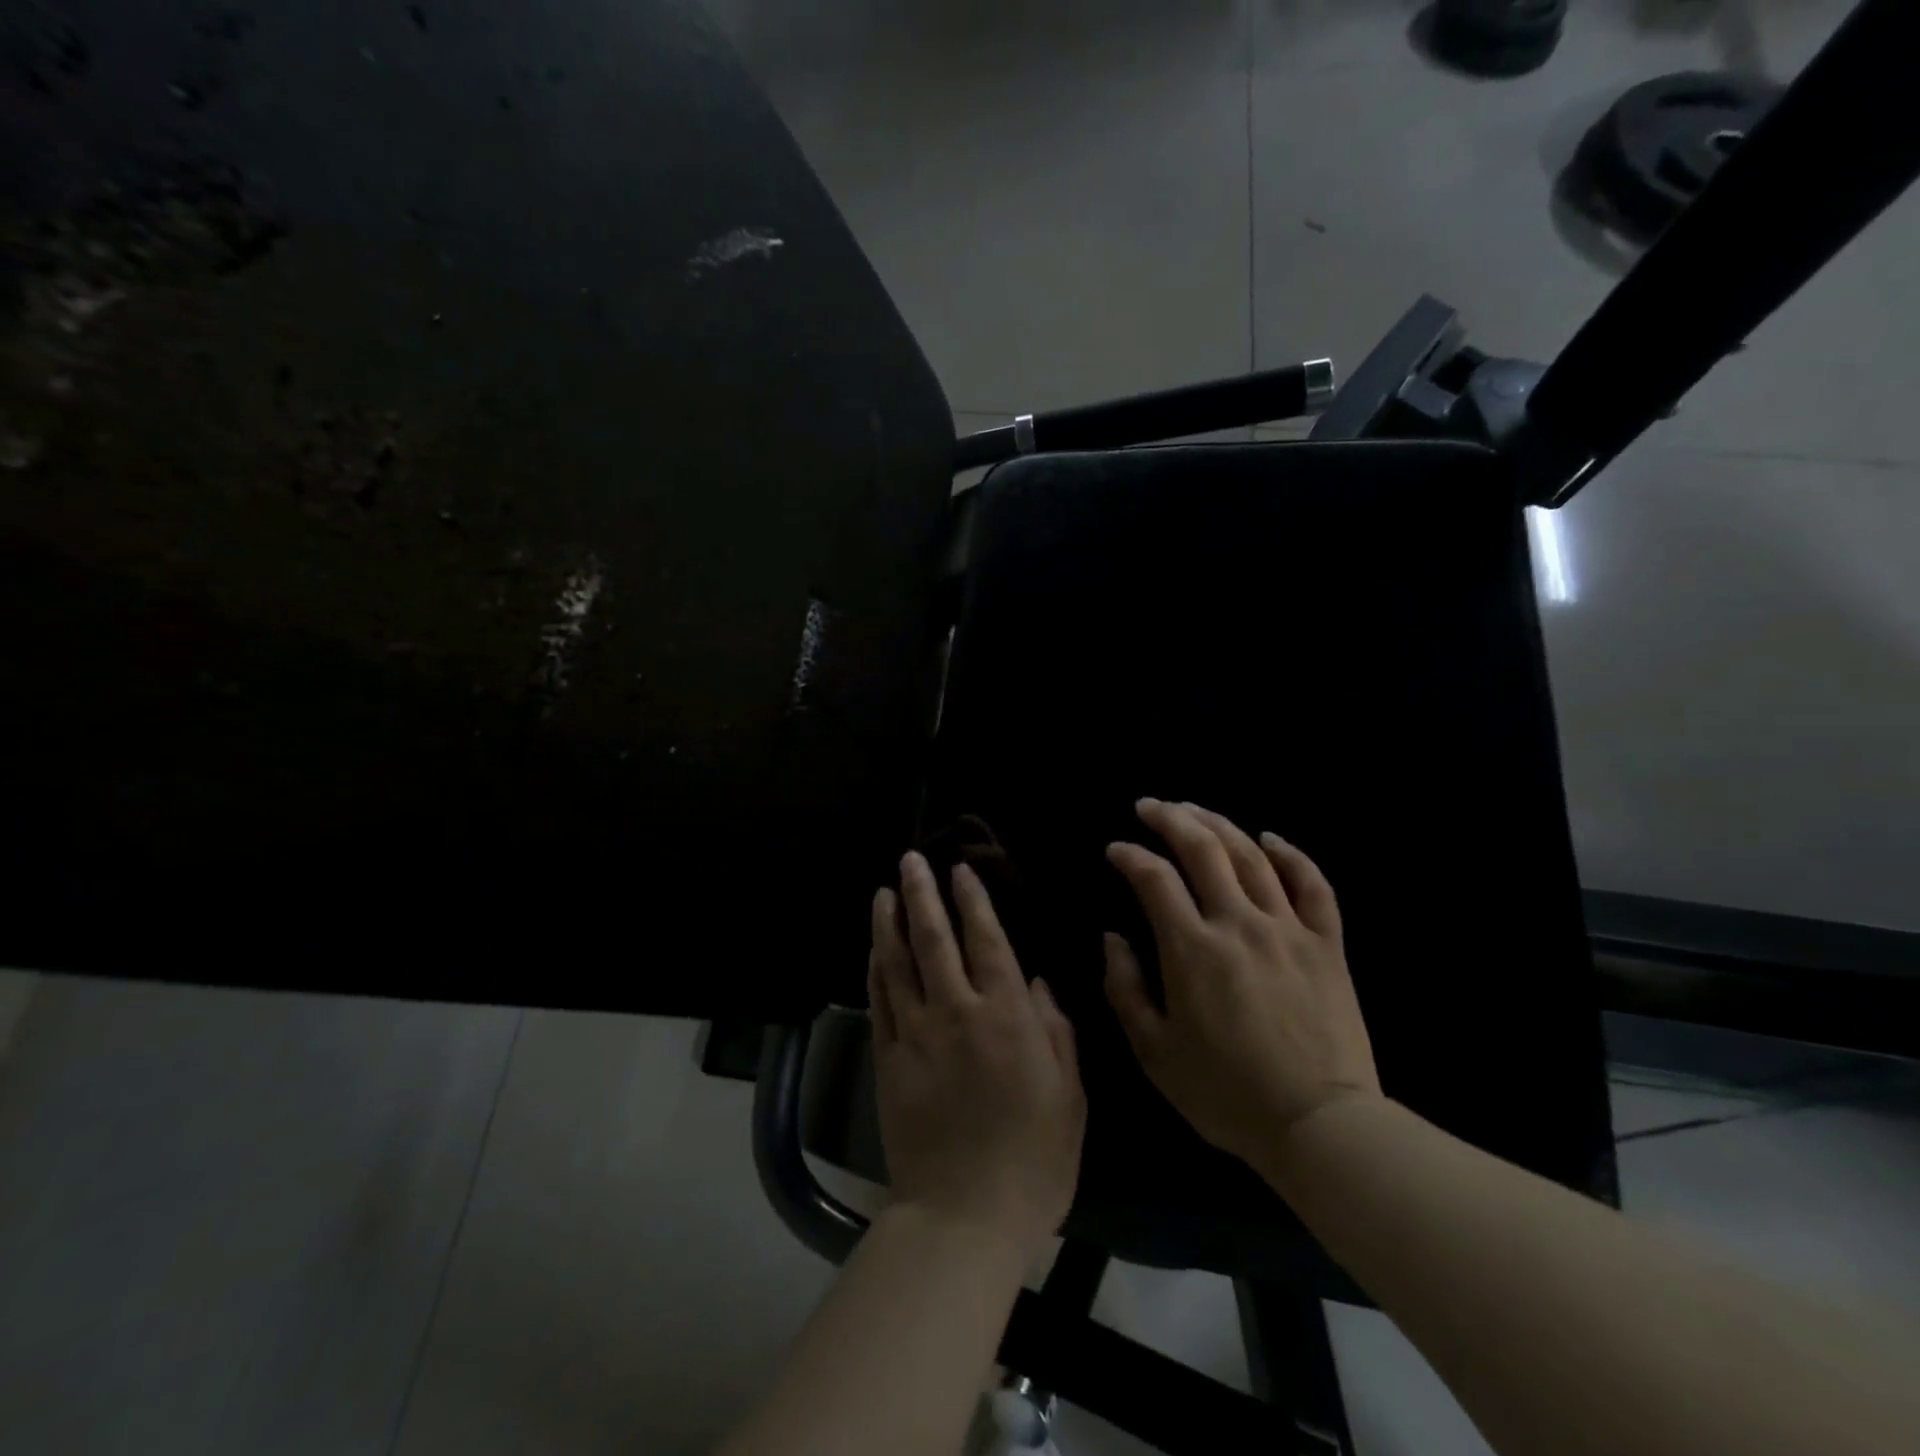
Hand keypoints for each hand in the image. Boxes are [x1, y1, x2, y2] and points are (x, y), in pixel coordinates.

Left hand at [868, 852, 1085, 1261]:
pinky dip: (876, 968)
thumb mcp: (1070, 1094)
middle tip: (911, 859)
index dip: (973, 900)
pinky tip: (874, 947)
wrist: (964, 1215)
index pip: (986, 940)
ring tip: (884, 890)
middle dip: (923, 893)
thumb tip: (1037, 981)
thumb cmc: (1034, 1158)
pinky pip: (878, 1000)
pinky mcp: (887, 1058)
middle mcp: (956, 1011)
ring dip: (889, 921)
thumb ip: (1057, 1030)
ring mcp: (914, 1033)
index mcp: (1006, 1015)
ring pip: (897, 962)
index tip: (961, 870)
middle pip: (934, 938)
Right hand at [1103, 799, 1380, 1167]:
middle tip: (1150, 805)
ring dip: (1219, 824)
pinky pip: (1313, 885)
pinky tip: (1271, 838)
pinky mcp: (1327, 944)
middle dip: (1171, 819)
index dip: (1129, 856)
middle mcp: (1238, 923)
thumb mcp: (1154, 1053)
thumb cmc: (1226, 1094)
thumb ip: (1125, 989)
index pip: (1154, 879)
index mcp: (1192, 949)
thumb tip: (1112, 938)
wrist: (1320, 1126)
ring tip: (1195, 810)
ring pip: (1252, 856)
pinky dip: (1292, 854)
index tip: (1115, 850)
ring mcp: (1287, 929)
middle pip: (1203, 850)